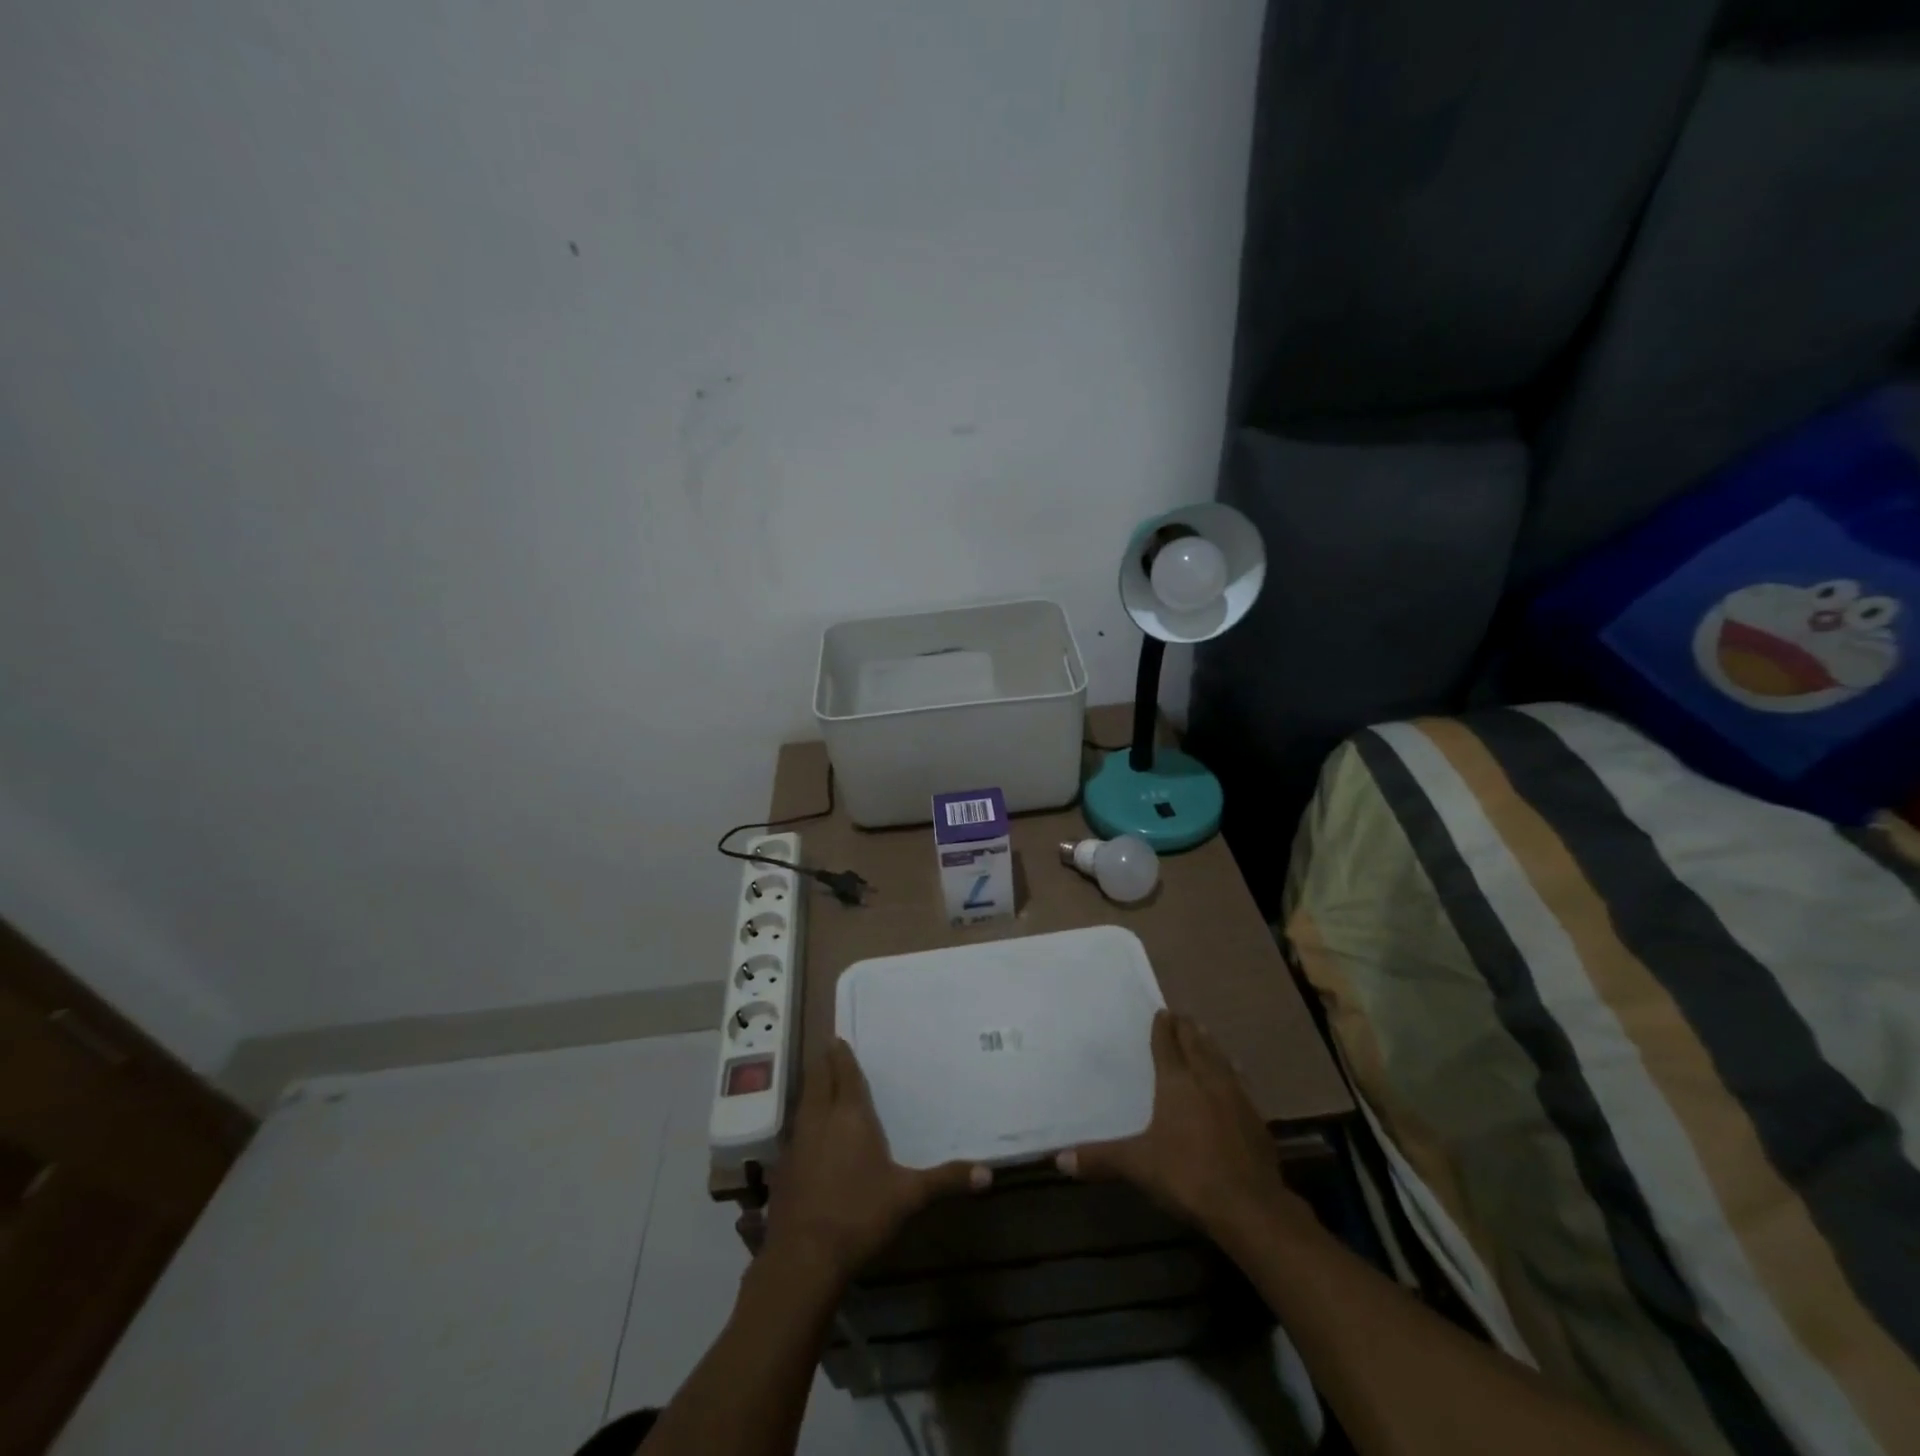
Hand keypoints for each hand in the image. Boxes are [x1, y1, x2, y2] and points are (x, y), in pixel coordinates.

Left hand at [767, 1039, 989, 1282]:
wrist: (804, 1258)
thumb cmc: (860, 1214)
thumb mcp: (909, 1196)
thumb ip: (945, 1180)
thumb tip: (988, 1174)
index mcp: (850, 1114)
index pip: (844, 1073)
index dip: (842, 1055)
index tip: (839, 1038)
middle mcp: (820, 1118)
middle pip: (818, 1079)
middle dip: (824, 1063)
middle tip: (829, 1050)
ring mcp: (797, 1142)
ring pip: (803, 1102)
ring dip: (811, 1089)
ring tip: (820, 1083)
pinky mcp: (782, 1168)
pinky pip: (794, 1130)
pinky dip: (802, 1120)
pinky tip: (808, 1133)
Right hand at [1057, 1010, 1309, 1241]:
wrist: (1250, 1206)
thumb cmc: (1187, 1175)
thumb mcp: (1138, 1165)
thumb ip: (1100, 1158)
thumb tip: (1058, 1159)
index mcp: (1176, 1082)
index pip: (1167, 1044)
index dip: (1163, 1027)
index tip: (1161, 1012)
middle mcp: (1207, 1079)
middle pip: (1196, 1043)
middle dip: (1187, 1028)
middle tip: (1180, 1016)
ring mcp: (1236, 1096)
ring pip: (1220, 1058)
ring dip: (1210, 1045)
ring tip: (1204, 1034)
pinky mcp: (1256, 1117)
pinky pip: (1239, 1081)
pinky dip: (1231, 1071)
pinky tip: (1234, 1075)